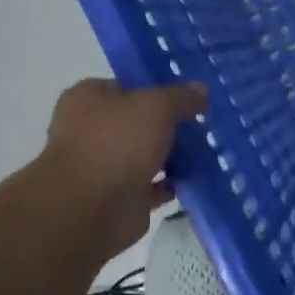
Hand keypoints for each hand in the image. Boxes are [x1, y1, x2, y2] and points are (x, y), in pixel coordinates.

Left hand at [39, 78, 208, 258]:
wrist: (92, 208)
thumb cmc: (117, 143)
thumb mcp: (157, 106)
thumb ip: (181, 96)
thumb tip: (201, 90)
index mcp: (88, 99)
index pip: (126, 86)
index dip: (156, 89)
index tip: (187, 96)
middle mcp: (91, 131)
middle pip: (137, 122)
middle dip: (167, 125)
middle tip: (202, 124)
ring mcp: (104, 167)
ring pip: (145, 155)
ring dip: (171, 155)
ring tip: (207, 150)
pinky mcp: (119, 197)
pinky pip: (152, 185)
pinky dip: (171, 183)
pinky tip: (197, 178)